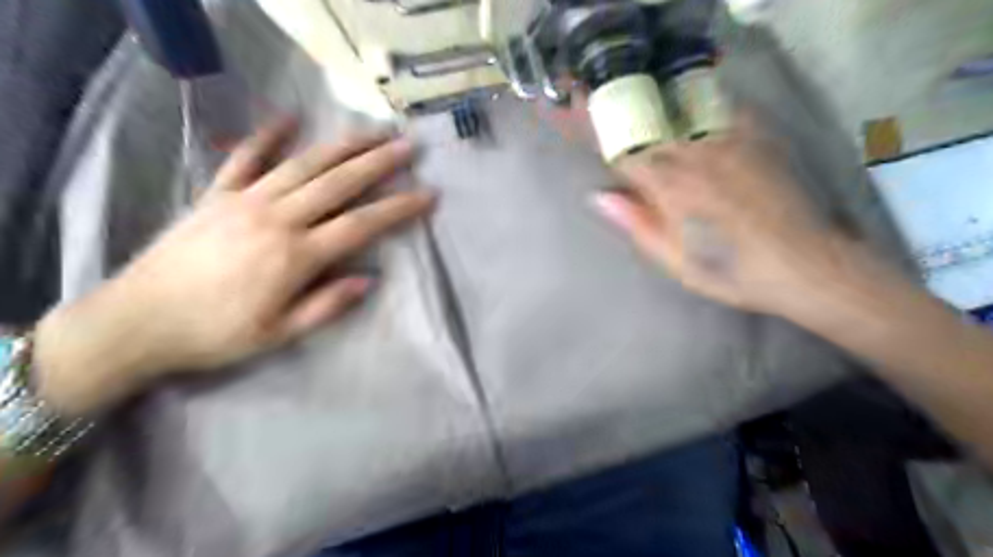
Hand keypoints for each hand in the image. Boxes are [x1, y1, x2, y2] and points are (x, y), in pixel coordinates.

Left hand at [34, 117, 431, 412]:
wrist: (136, 321)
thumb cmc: (214, 335)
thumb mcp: (279, 334)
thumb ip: (327, 305)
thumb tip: (369, 279)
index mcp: (296, 255)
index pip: (361, 224)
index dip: (399, 208)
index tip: (428, 195)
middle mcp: (276, 218)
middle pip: (338, 183)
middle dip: (378, 163)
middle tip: (408, 147)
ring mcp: (245, 200)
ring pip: (303, 164)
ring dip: (341, 145)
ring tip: (371, 131)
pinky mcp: (216, 194)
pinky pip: (245, 158)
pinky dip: (267, 135)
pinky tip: (289, 117)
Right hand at [593, 114, 866, 316]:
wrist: (805, 264)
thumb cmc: (732, 271)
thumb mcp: (675, 260)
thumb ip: (638, 224)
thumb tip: (600, 197)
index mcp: (670, 187)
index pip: (623, 155)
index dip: (598, 139)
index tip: (572, 123)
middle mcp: (695, 156)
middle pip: (648, 131)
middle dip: (623, 123)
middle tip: (599, 110)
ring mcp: (729, 144)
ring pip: (679, 119)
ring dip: (655, 116)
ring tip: (641, 111)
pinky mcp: (757, 141)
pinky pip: (723, 111)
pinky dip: (702, 107)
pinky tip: (694, 108)